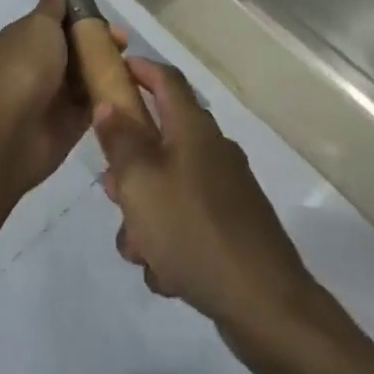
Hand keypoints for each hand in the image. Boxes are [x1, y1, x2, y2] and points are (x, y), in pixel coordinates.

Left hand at [0, 0, 126, 202]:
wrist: (13, 130)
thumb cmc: (26, 68)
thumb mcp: (39, 27)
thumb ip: (52, 9)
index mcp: (29, 37)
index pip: (61, 21)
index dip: (85, 18)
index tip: (109, 20)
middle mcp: (42, 62)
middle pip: (79, 47)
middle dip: (101, 42)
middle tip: (124, 43)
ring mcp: (57, 92)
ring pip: (89, 74)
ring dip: (108, 68)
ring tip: (131, 65)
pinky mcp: (72, 120)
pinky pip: (95, 102)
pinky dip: (109, 94)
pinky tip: (129, 87)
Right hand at [95, 58, 315, 337]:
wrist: (264, 304)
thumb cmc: (193, 230)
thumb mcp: (141, 181)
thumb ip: (120, 140)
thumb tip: (108, 102)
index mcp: (194, 129)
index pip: (165, 79)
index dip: (138, 69)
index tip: (111, 71)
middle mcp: (212, 151)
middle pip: (160, 139)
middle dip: (130, 167)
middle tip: (112, 191)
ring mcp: (225, 191)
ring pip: (167, 187)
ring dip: (144, 214)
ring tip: (138, 249)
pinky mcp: (231, 227)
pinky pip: (185, 221)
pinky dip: (169, 242)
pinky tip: (167, 275)